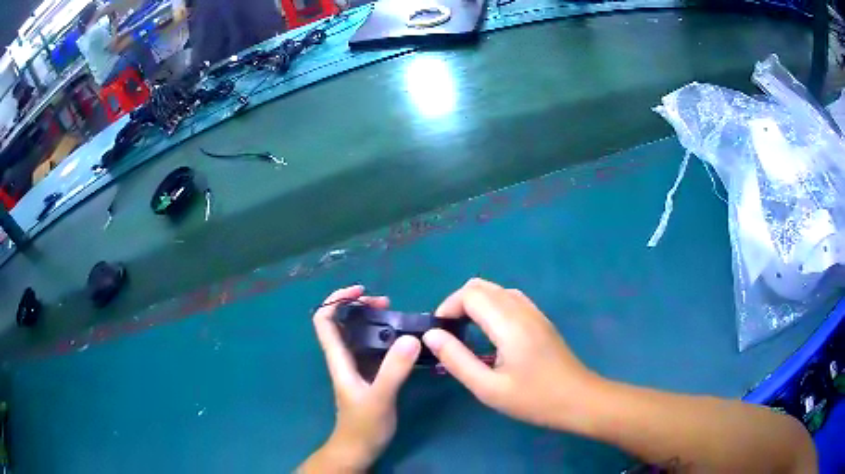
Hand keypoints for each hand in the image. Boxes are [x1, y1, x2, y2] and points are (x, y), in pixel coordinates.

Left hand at [303, 286, 420, 471]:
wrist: (360, 448)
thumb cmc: (363, 425)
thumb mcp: (380, 398)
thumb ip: (393, 370)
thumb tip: (410, 338)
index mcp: (339, 359)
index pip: (325, 320)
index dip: (337, 300)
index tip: (361, 292)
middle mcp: (345, 358)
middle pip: (342, 322)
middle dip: (360, 306)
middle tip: (387, 303)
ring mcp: (357, 367)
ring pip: (359, 334)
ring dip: (373, 320)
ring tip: (398, 316)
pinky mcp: (369, 376)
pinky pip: (373, 348)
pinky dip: (384, 337)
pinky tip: (404, 340)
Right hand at [422, 278, 601, 430]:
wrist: (578, 399)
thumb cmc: (534, 398)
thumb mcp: (488, 388)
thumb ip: (457, 359)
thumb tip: (431, 336)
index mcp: (509, 324)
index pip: (470, 294)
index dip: (448, 307)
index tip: (439, 332)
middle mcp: (522, 309)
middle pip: (481, 286)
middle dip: (458, 303)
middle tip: (449, 332)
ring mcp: (534, 312)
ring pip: (496, 290)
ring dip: (475, 303)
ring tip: (465, 331)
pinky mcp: (541, 319)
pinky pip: (510, 299)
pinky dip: (491, 306)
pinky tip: (490, 332)